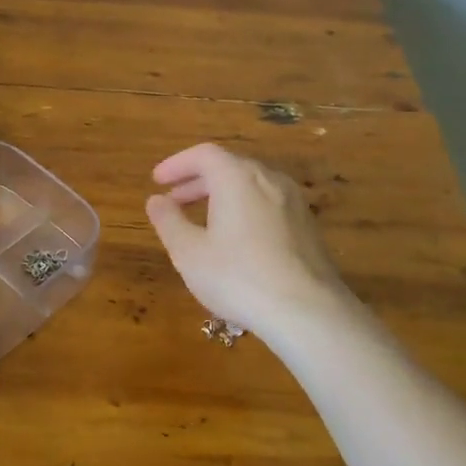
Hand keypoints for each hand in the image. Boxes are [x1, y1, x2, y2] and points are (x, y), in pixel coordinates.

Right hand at [145, 143, 353, 339]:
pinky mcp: (308, 226)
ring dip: (222, 196)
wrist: (308, 311)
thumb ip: (169, 221)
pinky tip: (236, 240)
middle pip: (229, 167)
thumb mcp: (189, 252)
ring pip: (251, 186)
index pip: (203, 154)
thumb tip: (156, 200)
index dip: (177, 164)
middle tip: (174, 200)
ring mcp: (293, 202)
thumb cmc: (239, 277)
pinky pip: (268, 204)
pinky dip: (244, 210)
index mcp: (237, 177)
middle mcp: (269, 179)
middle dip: (197, 181)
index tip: (158, 181)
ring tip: (202, 220)